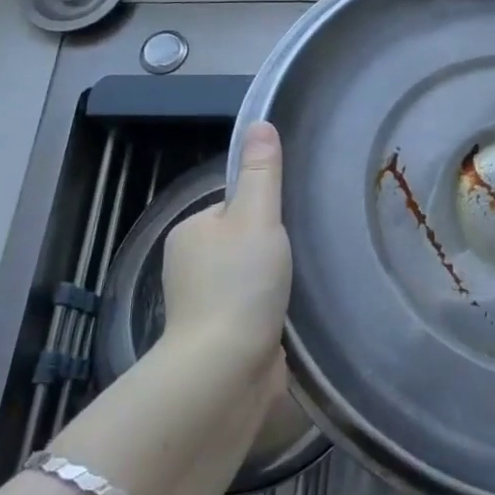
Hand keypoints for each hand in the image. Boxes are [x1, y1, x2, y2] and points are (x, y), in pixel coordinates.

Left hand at [161, 122, 291, 367]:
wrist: (226, 371)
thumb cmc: (239, 284)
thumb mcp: (256, 217)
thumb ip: (262, 173)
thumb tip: (260, 123)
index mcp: (190, 232)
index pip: (233, 206)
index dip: (264, 210)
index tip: (291, 221)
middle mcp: (190, 266)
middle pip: (243, 242)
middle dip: (272, 248)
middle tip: (305, 251)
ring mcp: (204, 305)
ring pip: (250, 277)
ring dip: (275, 281)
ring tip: (304, 282)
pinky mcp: (223, 337)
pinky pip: (255, 309)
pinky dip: (273, 309)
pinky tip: (295, 312)